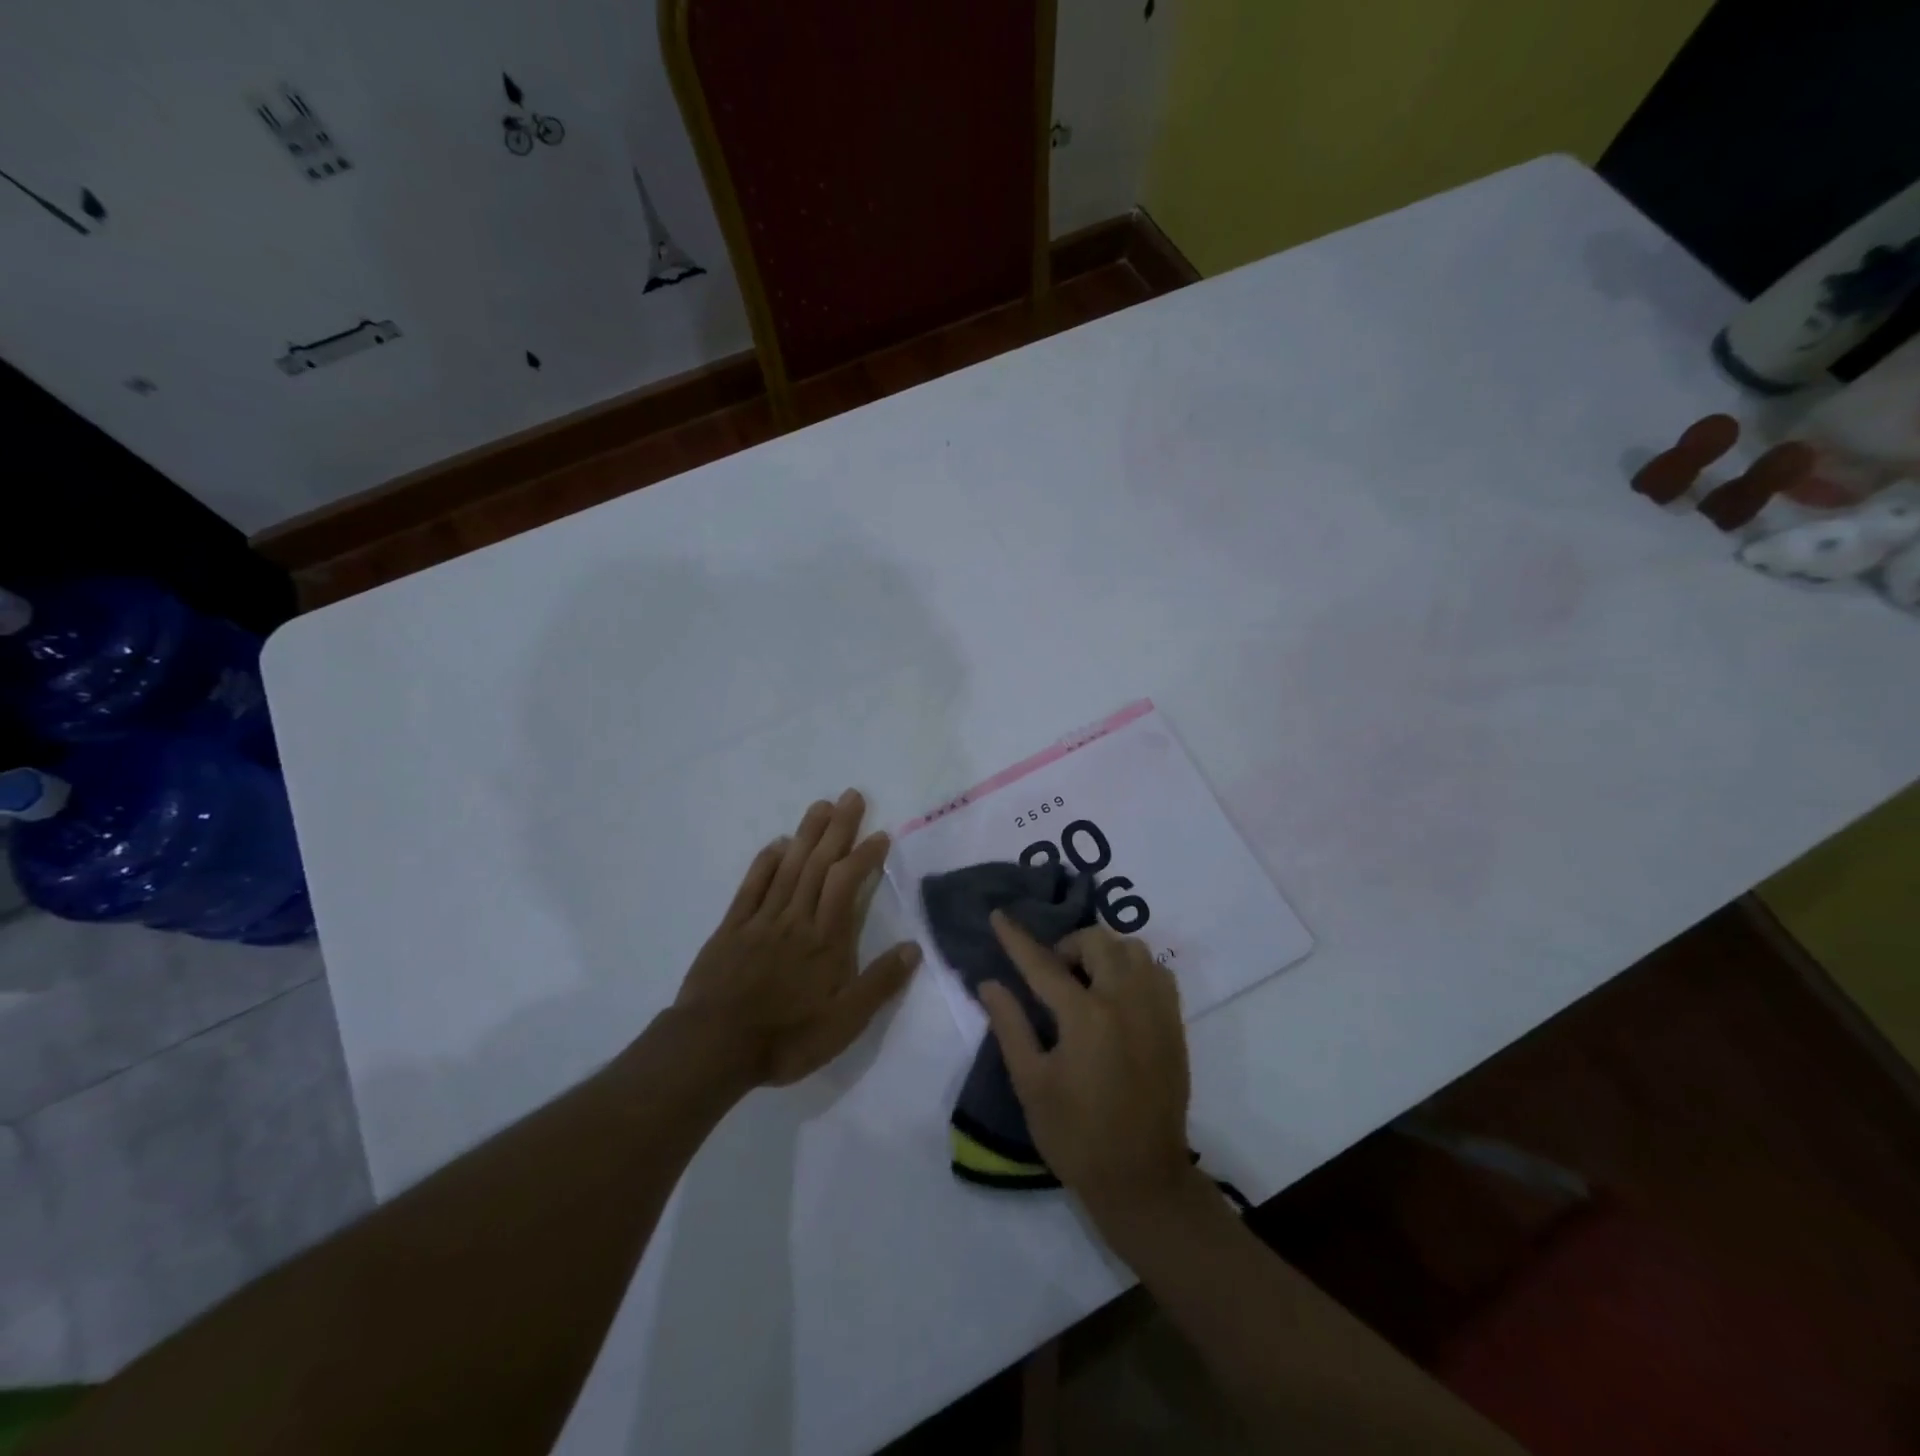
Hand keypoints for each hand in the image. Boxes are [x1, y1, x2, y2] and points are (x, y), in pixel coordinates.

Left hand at [675, 789, 921, 1086]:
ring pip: (789, 867)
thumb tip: (914, 948)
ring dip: (807, 834)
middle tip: (852, 796)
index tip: (880, 834)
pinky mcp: (732, 928)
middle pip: (819, 864)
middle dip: (838, 828)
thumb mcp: (844, 1024)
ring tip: (821, 805)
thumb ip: (879, 983)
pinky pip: (752, 887)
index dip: (864, 855)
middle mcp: (796, 919)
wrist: (713, 1047)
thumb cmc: (786, 1038)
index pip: (848, 883)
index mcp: (826, 939)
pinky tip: (777, 845)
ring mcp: (762, 920)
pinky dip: (766, 862)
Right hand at [978, 914, 1196, 1223]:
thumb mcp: (1031, 1084)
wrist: (1142, 1179)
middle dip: (1068, 946)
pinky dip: (1134, 969)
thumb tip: (989, 984)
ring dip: (1104, 953)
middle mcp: (1125, 1001)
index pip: (1043, 964)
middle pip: (1097, 942)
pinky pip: (1157, 972)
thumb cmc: (1076, 1135)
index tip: (999, 916)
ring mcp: (1155, 1010)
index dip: (1017, 939)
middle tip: (1052, 974)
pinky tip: (1118, 995)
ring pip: (1133, 950)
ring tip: (1087, 981)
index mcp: (1085, 1017)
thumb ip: (1010, 1026)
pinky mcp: (1173, 1024)